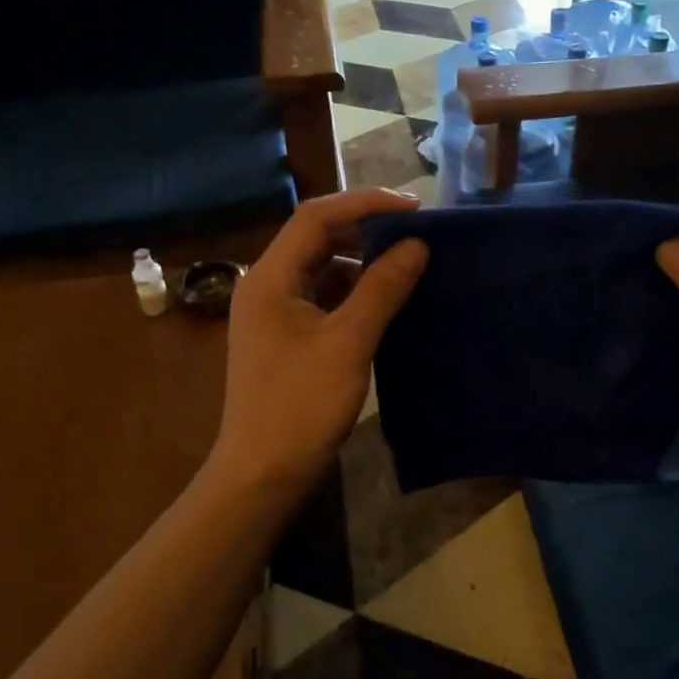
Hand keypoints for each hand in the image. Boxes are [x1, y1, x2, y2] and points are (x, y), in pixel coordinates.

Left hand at [207, 189, 428, 505]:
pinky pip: (326, 298)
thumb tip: (416, 244)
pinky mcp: (290, 338)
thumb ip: (382, 288)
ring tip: (409, 262)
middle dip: (366, 229)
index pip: (316, 217)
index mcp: (270, 277)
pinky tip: (389, 300)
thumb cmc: (300, 406)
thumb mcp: (347, 342)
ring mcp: (277, 313)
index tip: (413, 208)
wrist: (263, 475)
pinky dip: (357, 292)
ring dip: (364, 262)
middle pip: (318, 238)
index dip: (365, 203)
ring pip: (324, 269)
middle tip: (415, 232)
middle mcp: (268, 286)